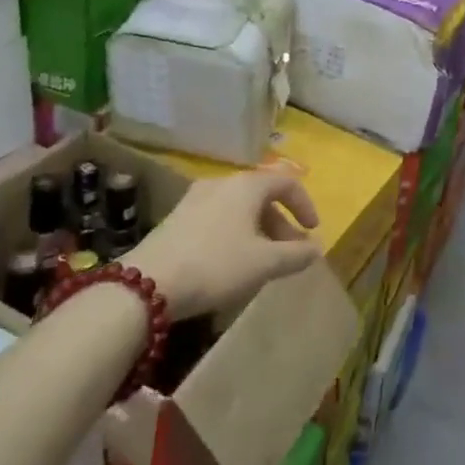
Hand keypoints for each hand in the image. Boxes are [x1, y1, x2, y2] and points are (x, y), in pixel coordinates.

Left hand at [125, 171, 321, 320]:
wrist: (148, 283)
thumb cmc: (216, 265)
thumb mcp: (264, 263)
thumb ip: (295, 255)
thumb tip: (316, 249)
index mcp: (246, 185)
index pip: (286, 181)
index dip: (305, 204)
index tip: (313, 231)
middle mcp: (221, 183)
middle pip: (261, 195)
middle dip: (281, 223)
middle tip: (291, 253)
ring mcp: (195, 198)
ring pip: (239, 208)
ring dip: (258, 230)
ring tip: (263, 261)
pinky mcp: (178, 218)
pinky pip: (218, 218)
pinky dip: (235, 233)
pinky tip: (232, 262)